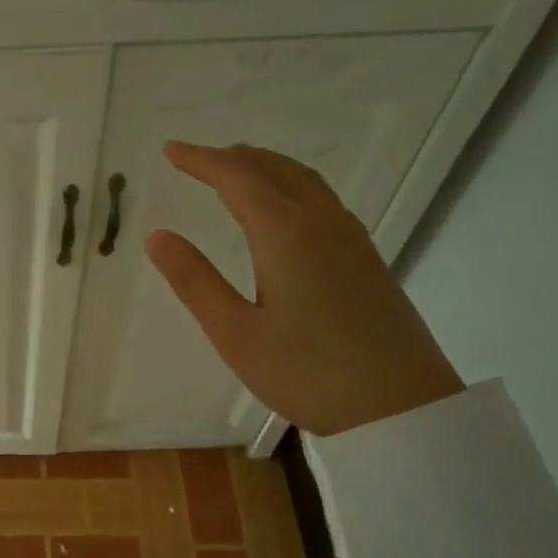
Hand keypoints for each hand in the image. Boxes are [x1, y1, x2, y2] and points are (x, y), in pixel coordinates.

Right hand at [144, 142, 462, 436]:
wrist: (400, 407)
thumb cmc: (307, 373)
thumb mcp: (235, 333)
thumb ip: (195, 281)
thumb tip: (157, 236)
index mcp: (285, 233)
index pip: (237, 178)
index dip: (201, 160)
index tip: (171, 150)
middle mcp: (321, 222)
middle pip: (273, 170)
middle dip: (231, 158)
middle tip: (196, 159)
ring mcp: (350, 237)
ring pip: (303, 180)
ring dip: (264, 166)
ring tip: (234, 171)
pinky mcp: (365, 257)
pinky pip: (321, 198)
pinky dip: (289, 184)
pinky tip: (283, 206)